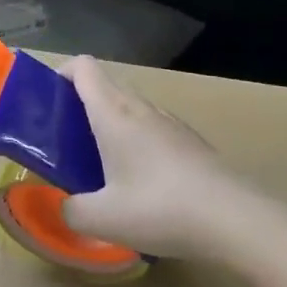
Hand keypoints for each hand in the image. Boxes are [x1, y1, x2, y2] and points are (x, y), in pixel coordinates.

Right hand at [59, 56, 242, 259]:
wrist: (236, 219)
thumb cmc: (160, 208)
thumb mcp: (103, 219)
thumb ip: (72, 211)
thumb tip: (65, 207)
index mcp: (113, 113)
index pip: (83, 67)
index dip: (61, 74)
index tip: (50, 103)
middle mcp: (141, 108)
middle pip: (106, 86)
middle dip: (82, 105)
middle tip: (69, 142)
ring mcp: (171, 123)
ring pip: (132, 109)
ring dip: (112, 125)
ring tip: (104, 166)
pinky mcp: (193, 142)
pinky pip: (155, 129)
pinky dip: (140, 143)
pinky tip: (145, 184)